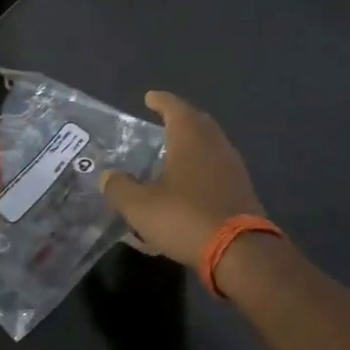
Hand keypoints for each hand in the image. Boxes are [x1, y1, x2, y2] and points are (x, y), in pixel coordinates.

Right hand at [101, 92, 264, 264]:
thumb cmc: (185, 218)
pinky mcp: (241, 191)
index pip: (175, 108)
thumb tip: (108, 176)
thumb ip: (119, 188)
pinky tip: (188, 184)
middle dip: (180, 118)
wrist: (240, 252)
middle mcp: (215, 146)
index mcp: (190, 139)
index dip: (161, 101)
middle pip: (198, 123)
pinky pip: (217, 168)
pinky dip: (201, 167)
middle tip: (162, 120)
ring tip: (172, 152)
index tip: (149, 97)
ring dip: (192, 144)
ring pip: (210, 146)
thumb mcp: (140, 206)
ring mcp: (232, 168)